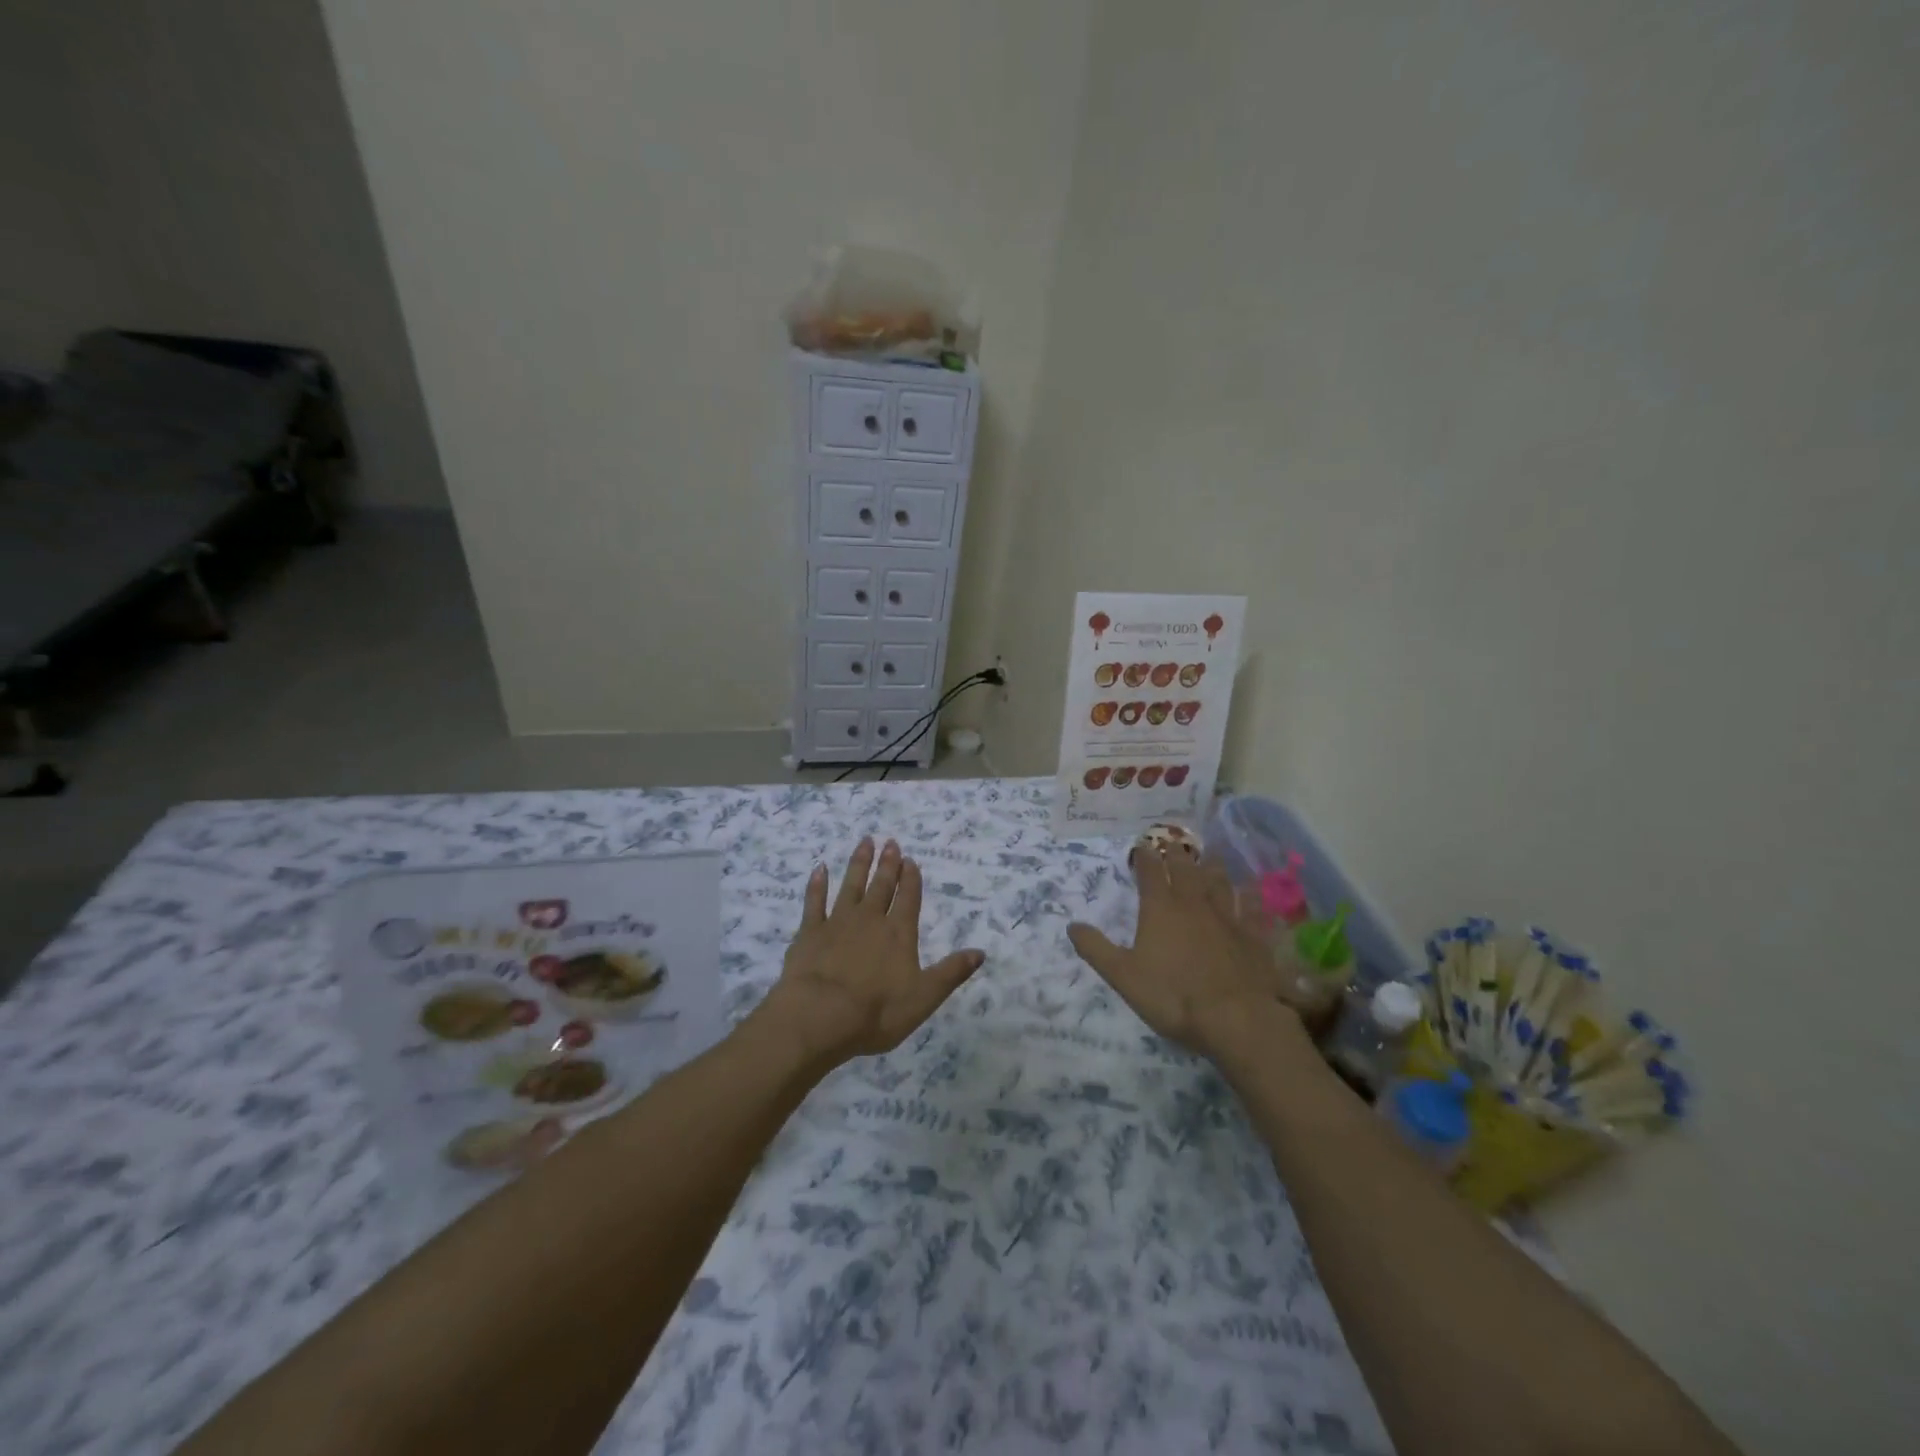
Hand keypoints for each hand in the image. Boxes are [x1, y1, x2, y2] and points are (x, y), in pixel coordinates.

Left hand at [755, 838, 984, 1067]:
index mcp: (899, 934)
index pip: (908, 899)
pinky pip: (814, 901)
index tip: (911, 859)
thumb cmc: (877, 1011)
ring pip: (851, 885)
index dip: (911, 879)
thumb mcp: (924, 997)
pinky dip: (817, 884)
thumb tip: (980, 952)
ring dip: (859, 863)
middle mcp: (870, 920)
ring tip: (865, 842)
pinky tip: (819, 868)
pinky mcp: (810, 932)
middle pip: (881, 886)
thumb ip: (951, 972)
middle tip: (891, 842)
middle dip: (888, 864)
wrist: (819, 1015)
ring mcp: (837, 922)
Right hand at [1068, 847, 1295, 1057]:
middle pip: (1186, 870)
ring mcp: (1227, 918)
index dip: (1145, 857)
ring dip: (1212, 868)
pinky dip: (1250, 896)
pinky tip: (1251, 890)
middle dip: (1177, 854)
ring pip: (1219, 883)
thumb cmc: (1173, 996)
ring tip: (1210, 856)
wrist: (1235, 1018)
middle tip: (1174, 843)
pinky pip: (1252, 908)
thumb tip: (1072, 925)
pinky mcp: (1254, 936)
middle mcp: (1194, 904)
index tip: (1142, 846)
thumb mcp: (1123, 976)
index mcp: (1160, 909)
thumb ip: (1096, 949)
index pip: (1150, 873)